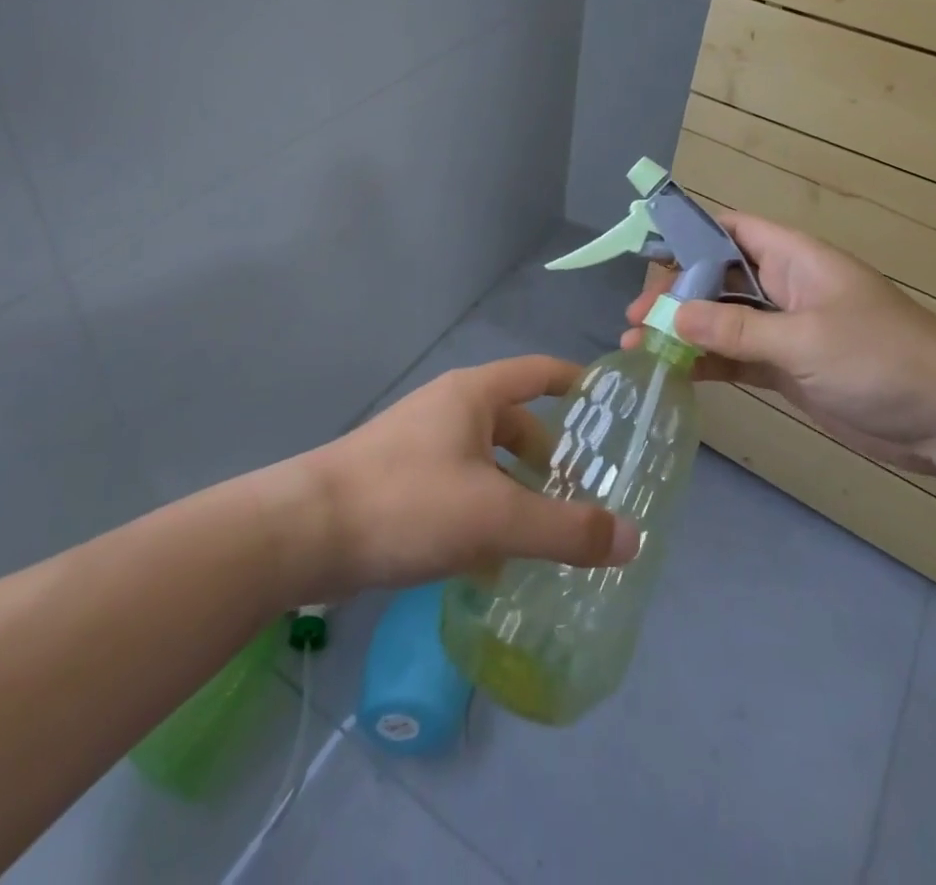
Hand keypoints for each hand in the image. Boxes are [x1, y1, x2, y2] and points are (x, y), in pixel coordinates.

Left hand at [304, 356, 639, 594]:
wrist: (303, 532)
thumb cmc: (407, 503)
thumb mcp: (496, 517)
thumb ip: (565, 529)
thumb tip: (632, 537)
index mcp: (473, 395)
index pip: (539, 372)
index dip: (576, 382)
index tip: (610, 406)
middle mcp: (448, 409)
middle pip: (514, 422)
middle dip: (548, 456)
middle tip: (583, 494)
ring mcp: (419, 444)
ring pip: (485, 461)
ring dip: (516, 491)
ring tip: (546, 535)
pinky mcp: (399, 481)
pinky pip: (458, 488)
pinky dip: (483, 514)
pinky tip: (492, 564)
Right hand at [624, 212, 935, 473]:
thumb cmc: (881, 359)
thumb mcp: (805, 339)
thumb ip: (737, 328)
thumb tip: (672, 316)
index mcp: (792, 259)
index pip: (729, 230)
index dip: (687, 234)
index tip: (645, 254)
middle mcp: (782, 287)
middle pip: (715, 277)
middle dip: (673, 294)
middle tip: (634, 319)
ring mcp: (783, 329)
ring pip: (720, 320)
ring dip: (681, 331)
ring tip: (637, 346)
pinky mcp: (786, 368)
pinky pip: (734, 356)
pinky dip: (704, 362)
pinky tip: (671, 372)